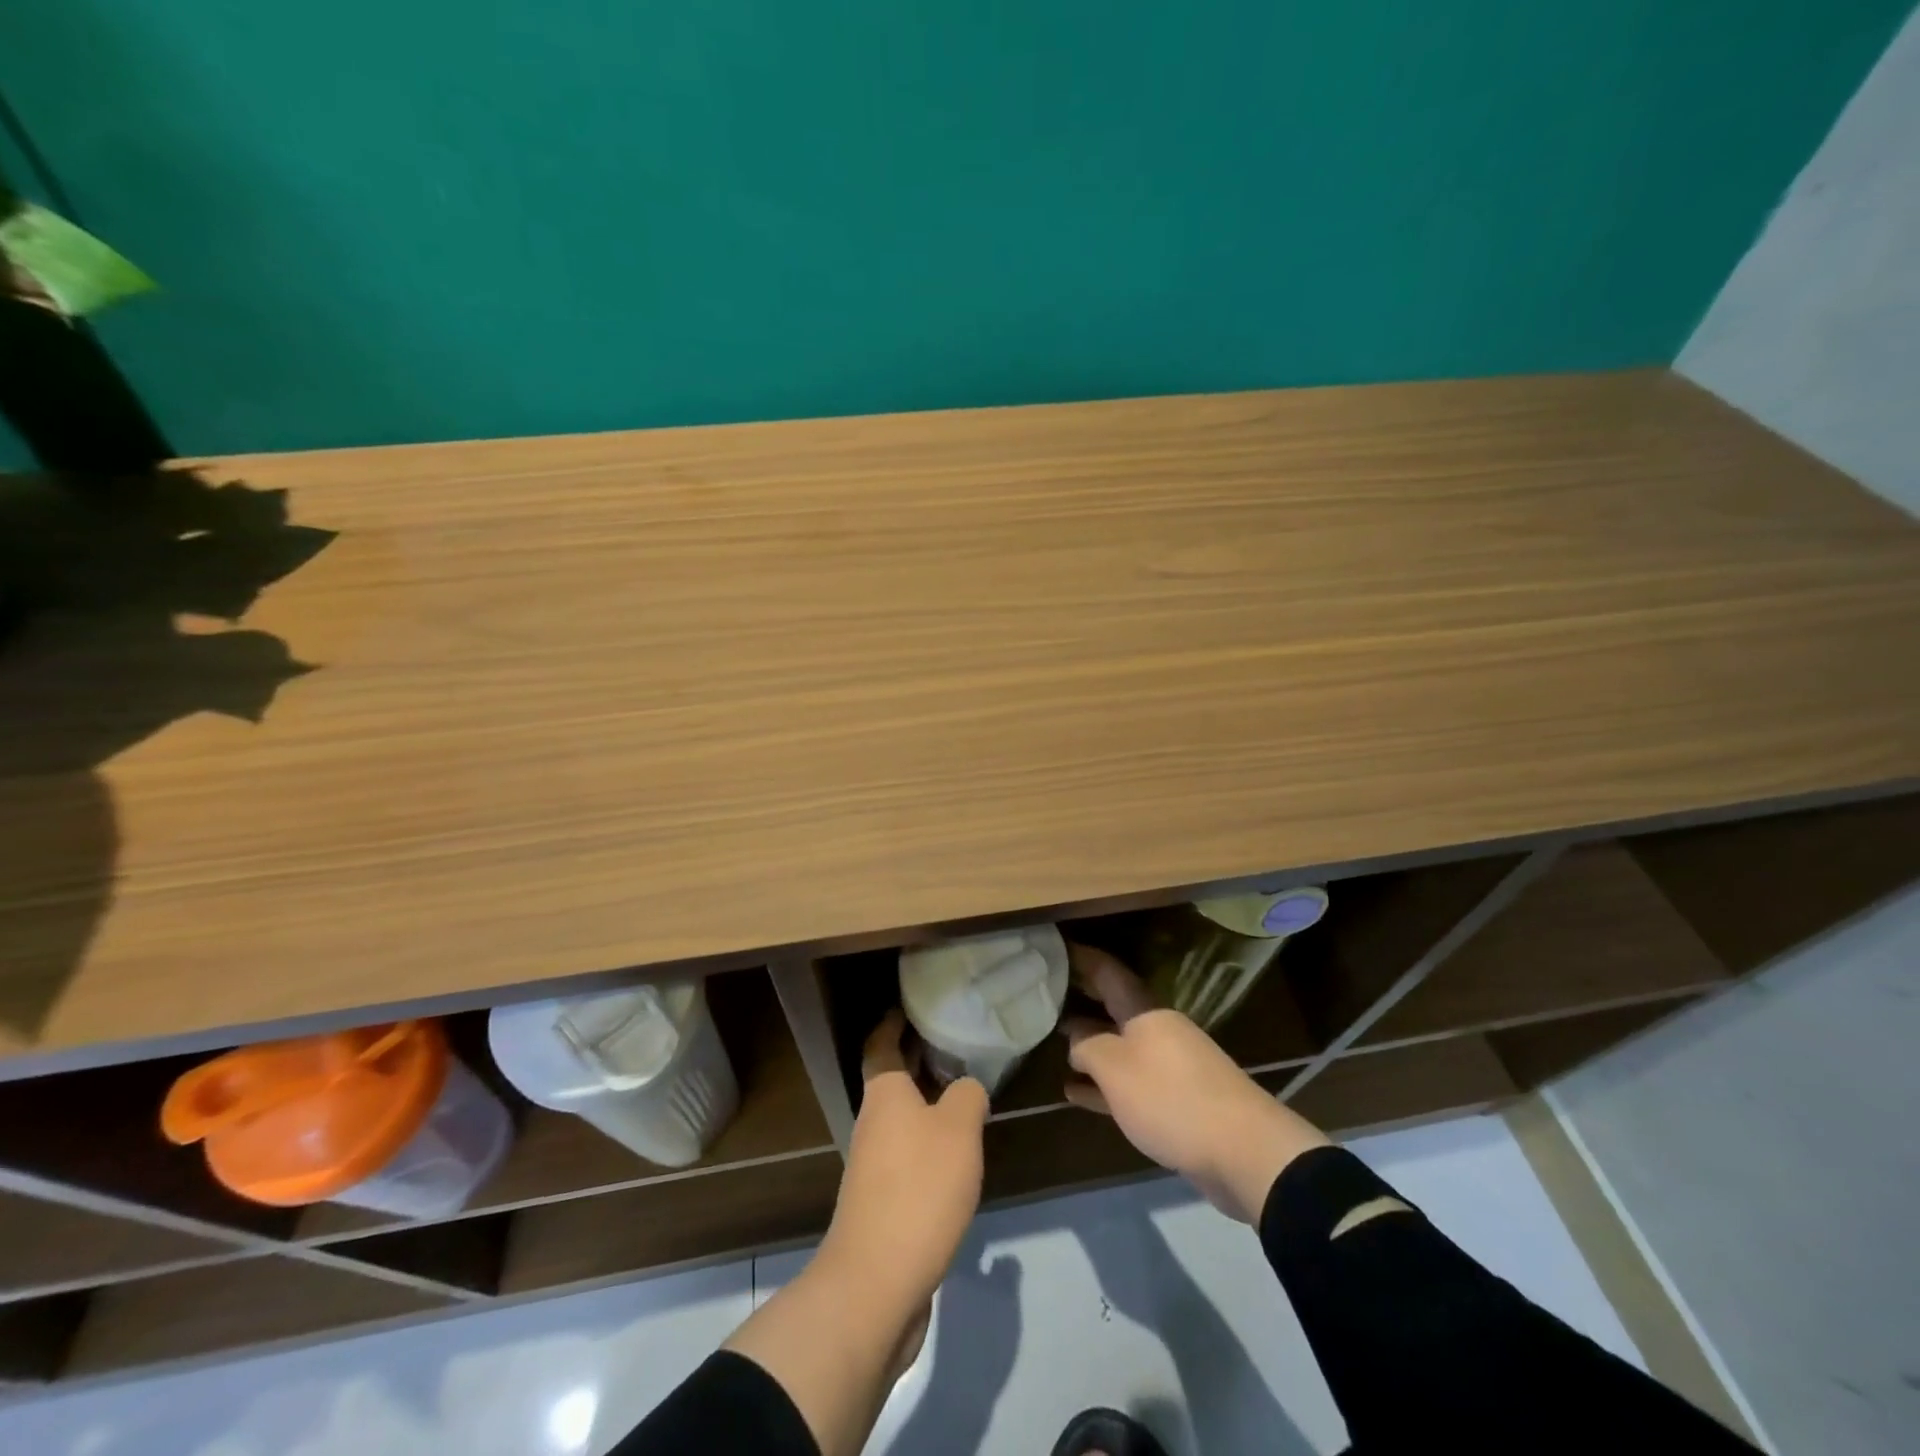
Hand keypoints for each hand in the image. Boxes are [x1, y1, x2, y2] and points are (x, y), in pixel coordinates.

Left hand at [818, 1011, 987, 1305]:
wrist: (876, 1282)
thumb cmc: (918, 1188)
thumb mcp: (958, 1129)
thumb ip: (967, 1096)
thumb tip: (967, 1088)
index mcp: (884, 1094)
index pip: (881, 1044)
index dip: (893, 1022)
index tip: (910, 1005)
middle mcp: (873, 1122)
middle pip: (892, 1079)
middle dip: (916, 1059)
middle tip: (952, 1041)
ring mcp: (874, 1165)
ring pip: (902, 1118)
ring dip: (926, 1102)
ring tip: (964, 1092)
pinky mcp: (883, 1202)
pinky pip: (907, 1154)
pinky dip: (929, 1141)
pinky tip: (956, 1152)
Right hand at [1062, 943, 1330, 1222]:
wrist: (1243, 1151)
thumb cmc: (1170, 1098)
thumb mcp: (1115, 1069)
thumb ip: (1088, 1048)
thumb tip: (1076, 1041)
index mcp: (1145, 1012)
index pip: (1108, 972)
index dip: (1082, 957)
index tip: (1057, 947)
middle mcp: (1158, 1030)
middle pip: (1114, 1008)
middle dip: (1083, 999)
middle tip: (1046, 992)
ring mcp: (1170, 1066)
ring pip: (1121, 1047)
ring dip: (1090, 1047)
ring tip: (1055, 1045)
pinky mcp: (1177, 1102)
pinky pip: (1131, 1084)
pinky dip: (1104, 1086)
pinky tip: (1076, 1094)